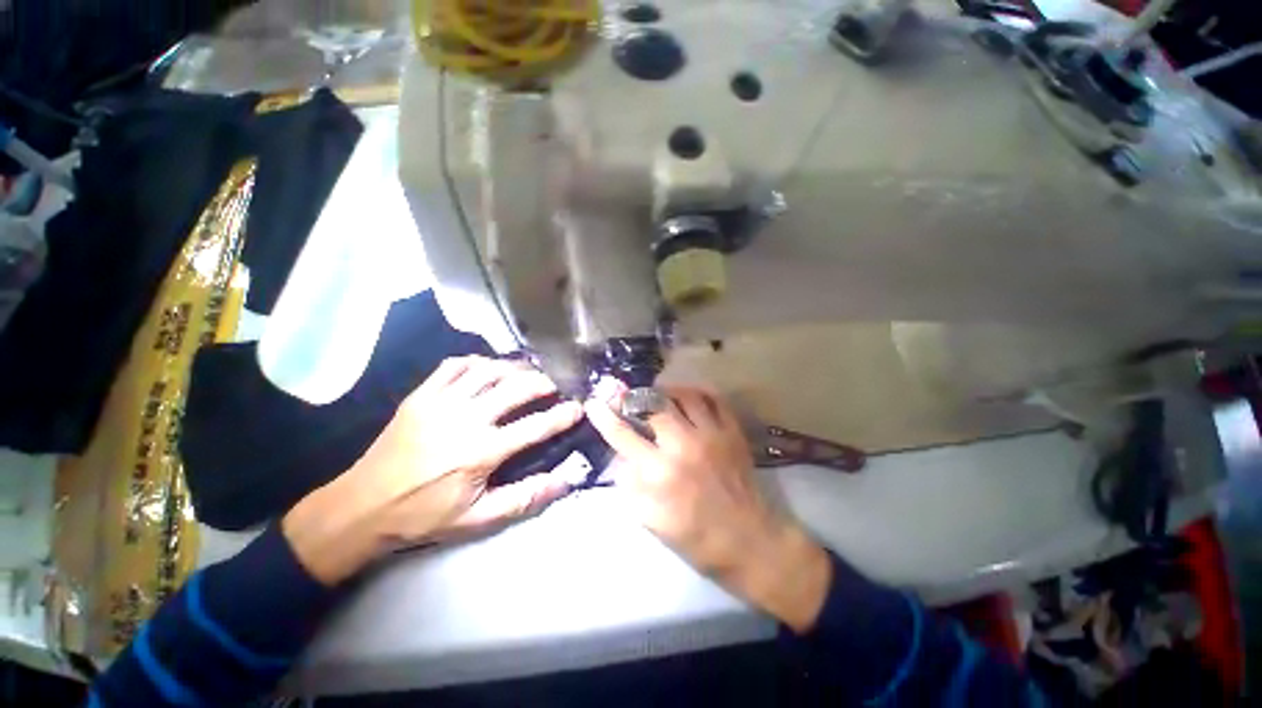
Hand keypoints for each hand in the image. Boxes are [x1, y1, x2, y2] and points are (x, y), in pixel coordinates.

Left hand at [284, 356, 582, 583]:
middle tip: (554, 387)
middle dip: (544, 383)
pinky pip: (455, 366)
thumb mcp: (477, 518)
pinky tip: (488, 369)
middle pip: (516, 387)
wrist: (361, 506)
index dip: (562, 415)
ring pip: (489, 370)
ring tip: (527, 374)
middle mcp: (465, 419)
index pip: (535, 426)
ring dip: (515, 368)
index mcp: (480, 451)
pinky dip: (477, 362)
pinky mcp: (421, 395)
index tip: (578, 407)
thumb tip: (565, 480)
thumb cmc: (423, 515)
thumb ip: (523, 497)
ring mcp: (441, 402)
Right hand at [585, 387, 831, 632]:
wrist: (750, 541)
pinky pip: (714, 399)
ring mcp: (711, 434)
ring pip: (684, 395)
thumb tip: (621, 459)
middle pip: (653, 406)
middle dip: (634, 397)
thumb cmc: (697, 538)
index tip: (594, 403)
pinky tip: (688, 396)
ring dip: (665, 391)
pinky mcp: (732, 432)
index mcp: (660, 472)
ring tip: (656, 394)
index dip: (605, 417)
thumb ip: (631, 487)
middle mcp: (683, 445)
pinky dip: (698, 393)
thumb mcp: (652, 521)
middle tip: (626, 396)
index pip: (624, 435)